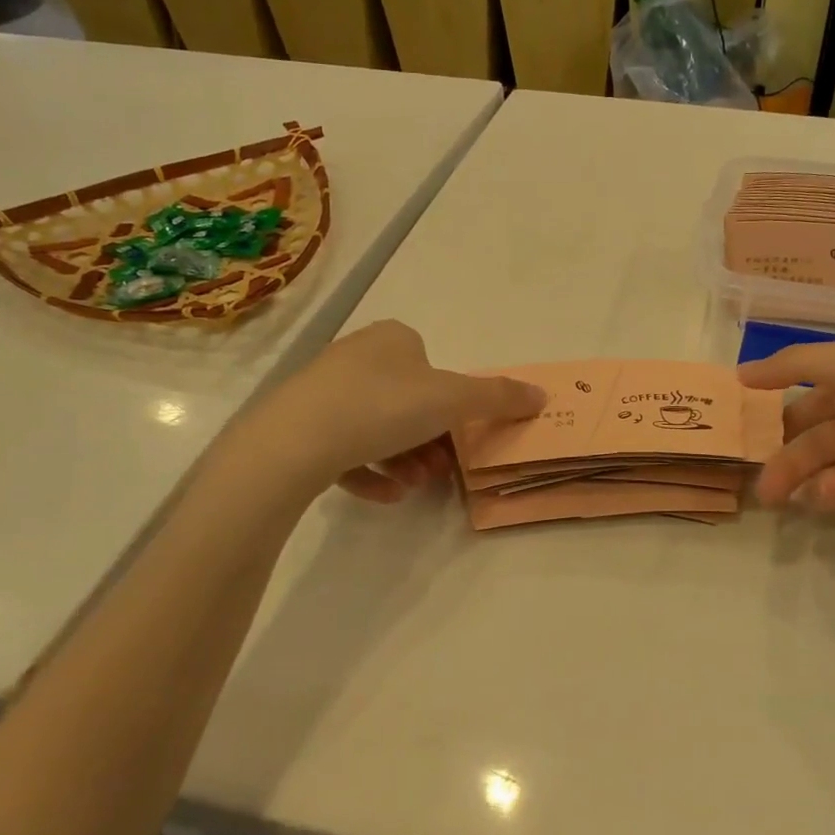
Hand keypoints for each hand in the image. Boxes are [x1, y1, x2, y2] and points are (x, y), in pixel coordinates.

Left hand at [258, 320, 543, 502]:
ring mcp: (323, 392)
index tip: (458, 438)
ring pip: (378, 428)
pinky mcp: (299, 427)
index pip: (432, 367)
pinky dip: (370, 472)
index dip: (451, 405)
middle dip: (429, 441)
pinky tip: (384, 496)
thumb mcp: (452, 401)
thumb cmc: (382, 407)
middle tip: (439, 471)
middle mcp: (356, 356)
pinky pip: (344, 449)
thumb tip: (541, 395)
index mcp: (391, 339)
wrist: (293, 442)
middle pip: (408, 403)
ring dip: (404, 460)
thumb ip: (498, 398)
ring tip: (412, 487)